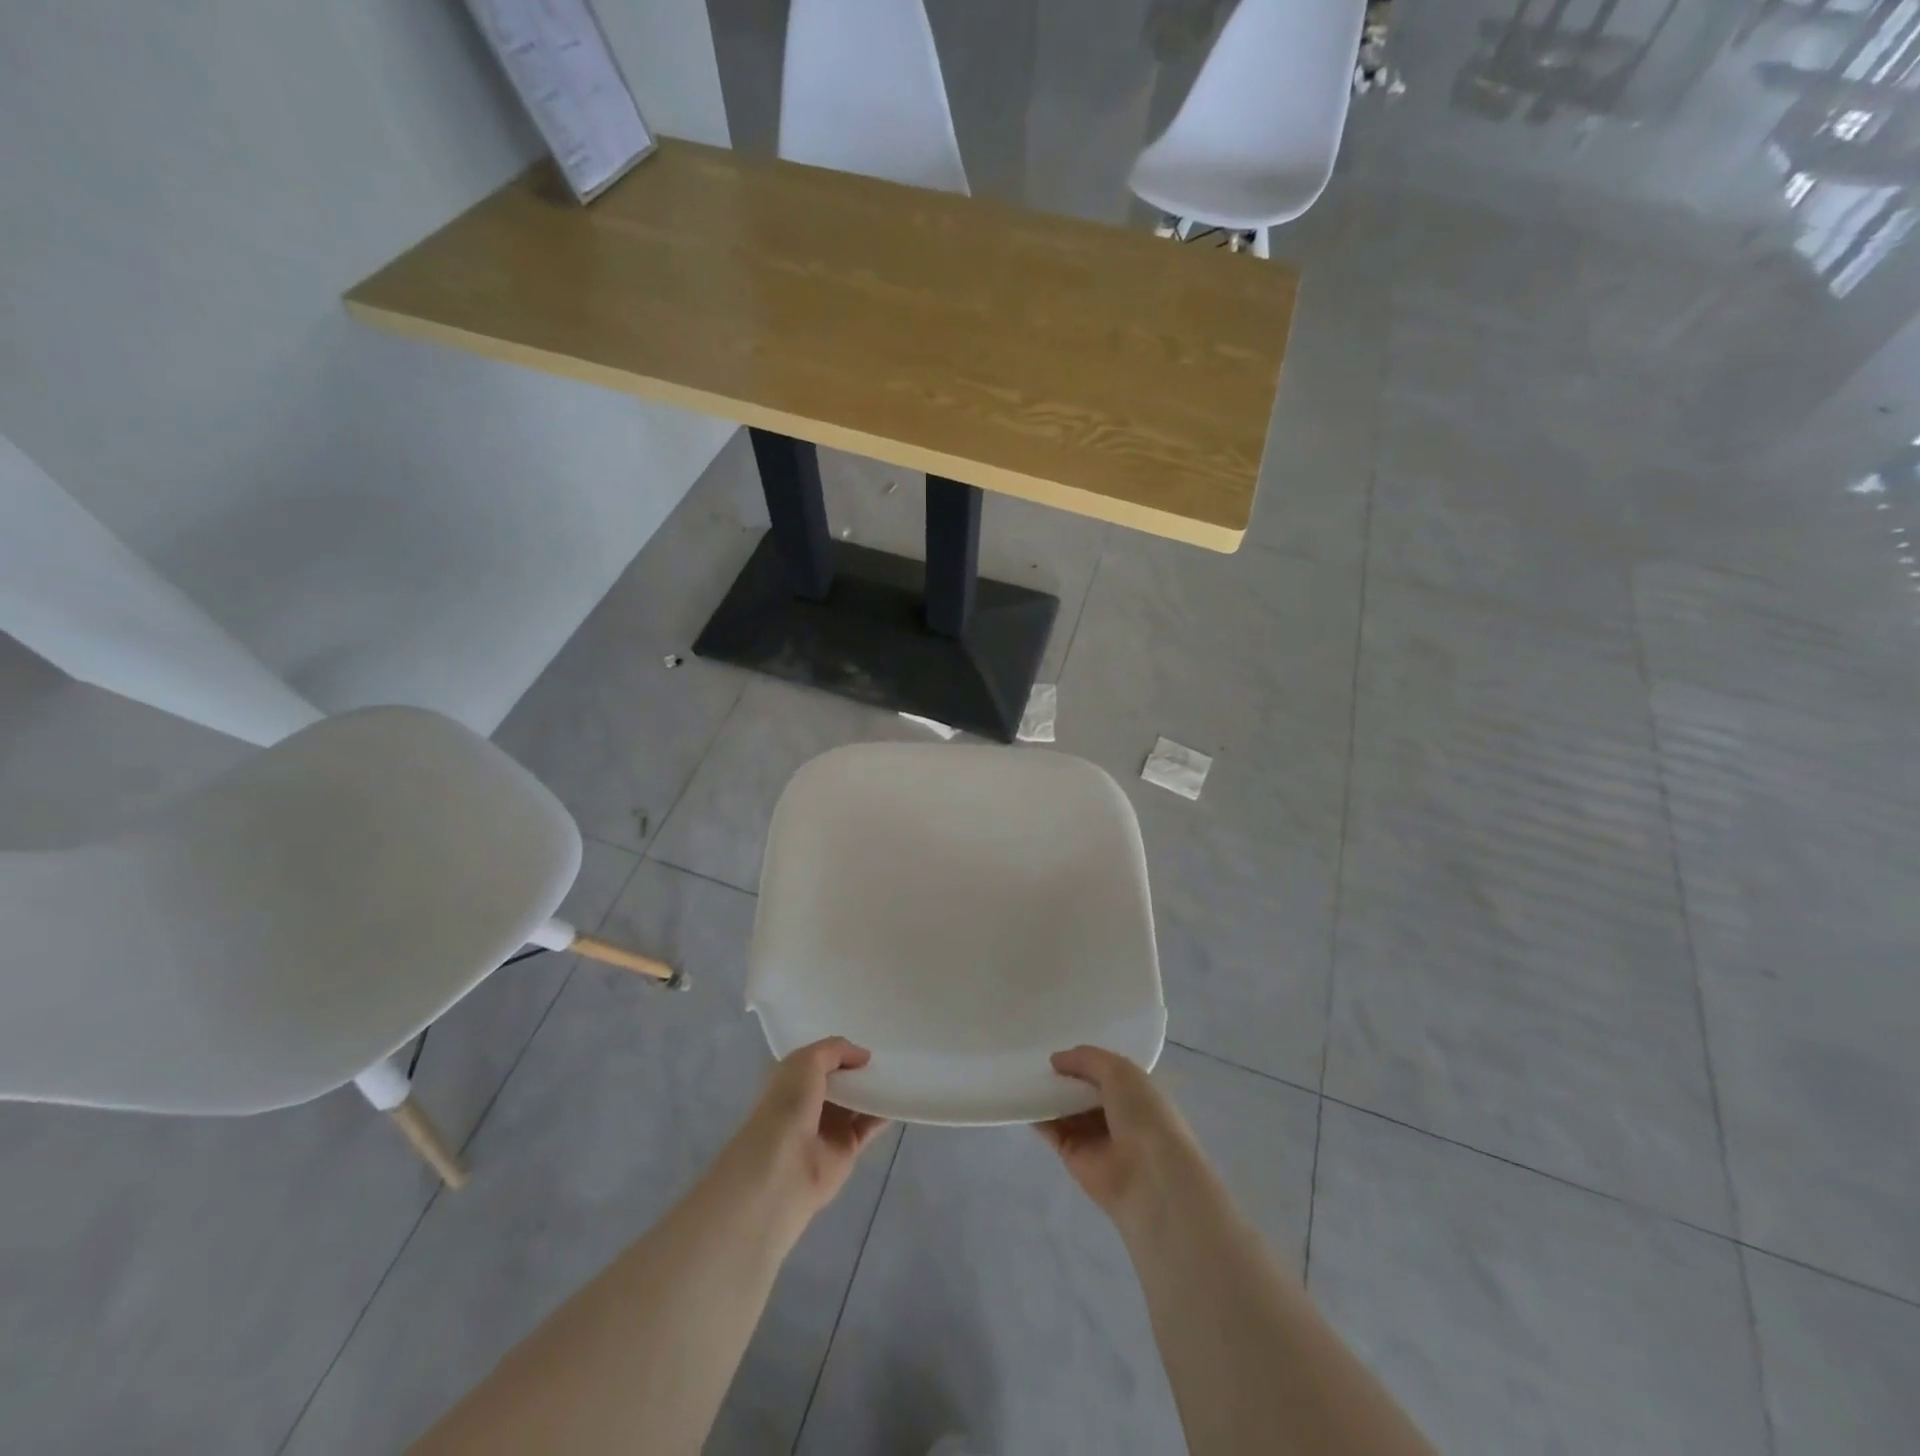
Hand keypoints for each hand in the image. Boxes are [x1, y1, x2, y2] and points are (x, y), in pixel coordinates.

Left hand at [725, 1038, 889, 1233]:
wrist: (784, 1167)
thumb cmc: (788, 1105)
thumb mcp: (806, 1060)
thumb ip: (835, 1050)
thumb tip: (863, 1056)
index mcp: (793, 1079)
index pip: (820, 1058)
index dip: (841, 1049)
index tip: (868, 1036)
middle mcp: (810, 1101)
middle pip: (842, 1080)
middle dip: (861, 1067)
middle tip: (890, 1050)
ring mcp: (829, 1126)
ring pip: (857, 1101)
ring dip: (875, 1088)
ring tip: (900, 1070)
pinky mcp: (847, 1148)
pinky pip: (870, 1125)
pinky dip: (885, 1112)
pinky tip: (900, 1097)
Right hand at [1037, 1046, 1204, 1230]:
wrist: (1151, 1178)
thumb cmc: (1143, 1115)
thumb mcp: (1120, 1071)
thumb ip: (1087, 1059)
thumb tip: (1055, 1060)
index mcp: (1133, 1090)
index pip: (1103, 1069)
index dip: (1082, 1057)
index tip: (1056, 1040)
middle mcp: (1113, 1111)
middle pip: (1081, 1088)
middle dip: (1062, 1074)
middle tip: (1032, 1055)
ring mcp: (1093, 1134)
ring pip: (1064, 1108)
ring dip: (1046, 1093)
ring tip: (1021, 1072)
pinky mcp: (1073, 1155)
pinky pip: (1052, 1130)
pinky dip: (1037, 1116)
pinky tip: (1020, 1099)